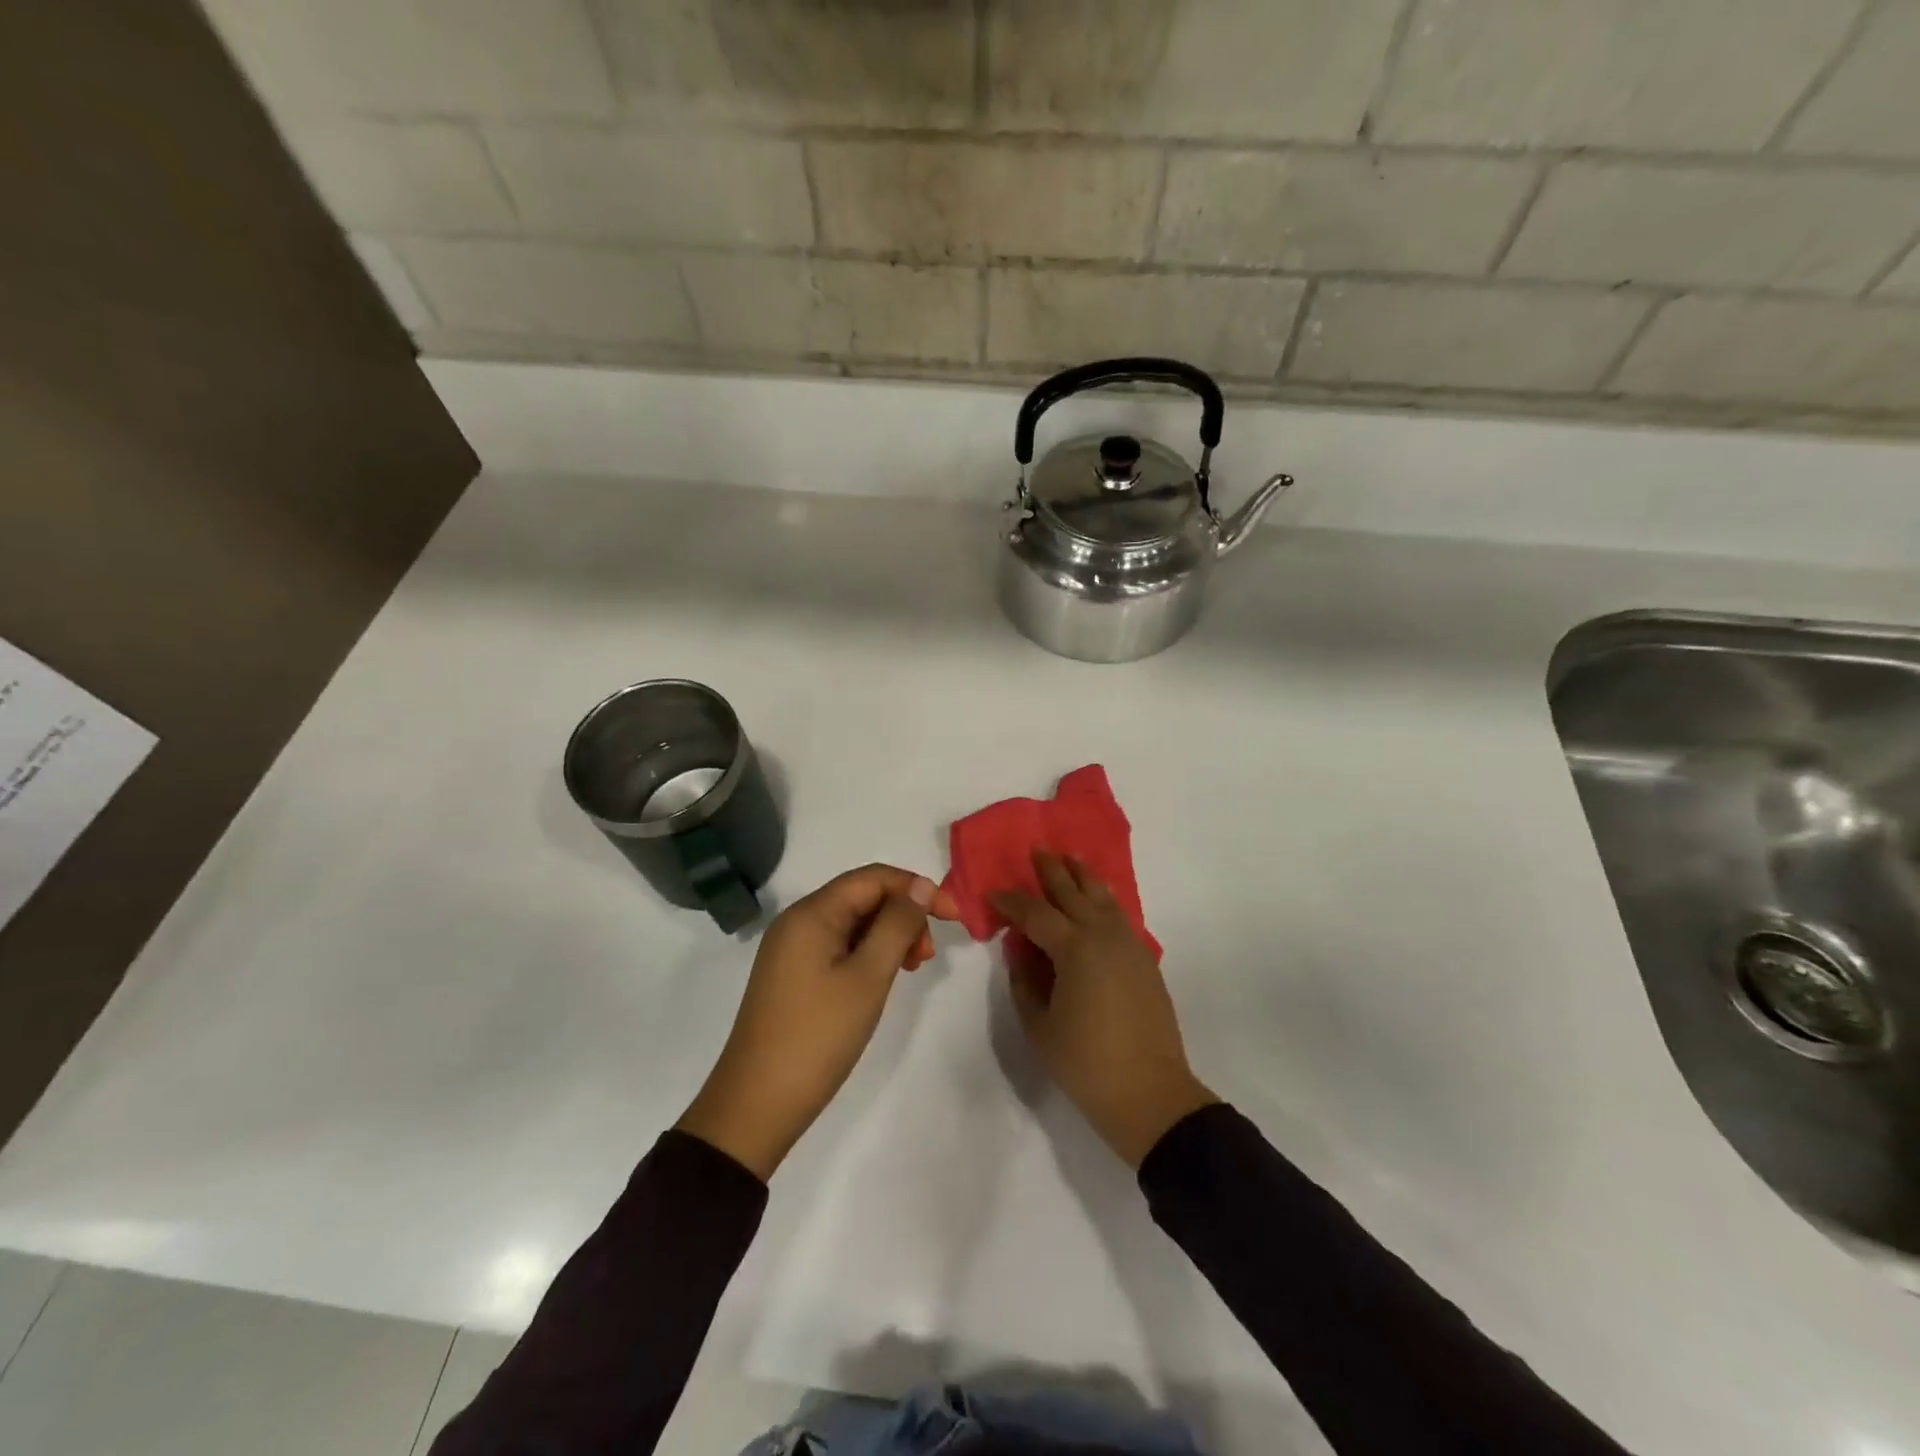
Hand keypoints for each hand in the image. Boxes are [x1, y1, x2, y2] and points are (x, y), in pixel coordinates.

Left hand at [677, 864, 959, 1180]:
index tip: (954, 917)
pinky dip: (867, 954)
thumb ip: (897, 925)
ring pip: (852, 923)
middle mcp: (798, 921)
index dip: (917, 888)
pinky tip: (882, 979)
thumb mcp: (868, 977)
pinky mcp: (792, 975)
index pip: (874, 878)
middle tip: (927, 957)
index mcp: (812, 913)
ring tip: (911, 969)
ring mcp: (791, 949)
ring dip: (888, 936)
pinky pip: (838, 946)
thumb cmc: (818, 1036)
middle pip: (862, 897)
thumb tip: (920, 885)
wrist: (756, 1105)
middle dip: (903, 915)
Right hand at [995, 851, 1216, 1167]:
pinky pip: (1120, 915)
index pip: (1036, 913)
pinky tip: (1098, 899)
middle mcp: (1104, 935)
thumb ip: (1025, 979)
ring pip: (1104, 897)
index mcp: (1075, 949)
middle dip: (1053, 871)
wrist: (1150, 1094)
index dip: (1012, 901)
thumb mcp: (1040, 1025)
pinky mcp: (1144, 959)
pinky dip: (1105, 899)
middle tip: (1037, 851)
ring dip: (1084, 876)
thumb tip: (1019, 948)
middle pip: (1074, 892)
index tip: (994, 893)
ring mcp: (1129, 944)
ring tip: (1070, 859)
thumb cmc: (1086, 1063)